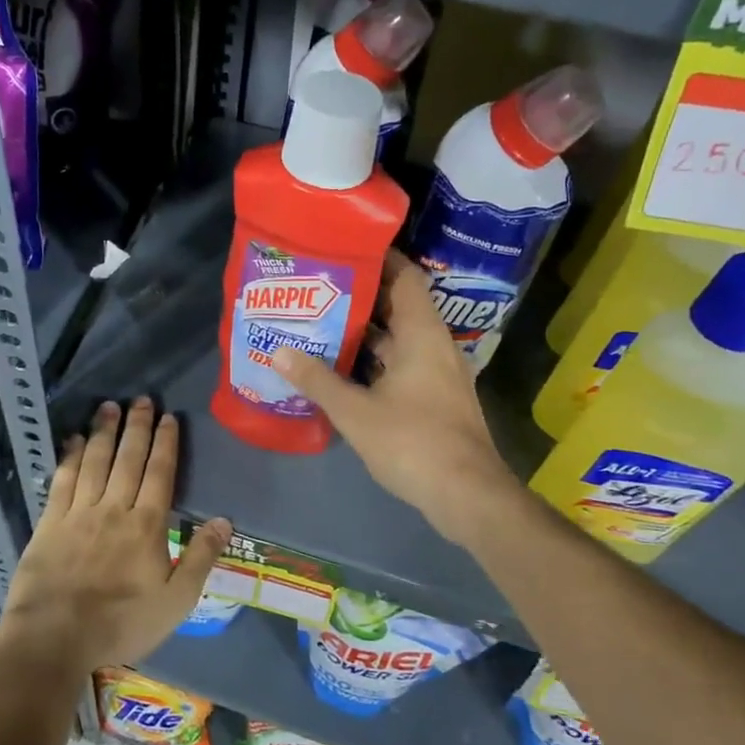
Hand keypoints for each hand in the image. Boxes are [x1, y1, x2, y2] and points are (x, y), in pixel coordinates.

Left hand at [0, 397, 231, 673]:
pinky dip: (71, 456)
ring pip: (95, 462)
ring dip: (105, 432)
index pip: (160, 473)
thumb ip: (200, 558)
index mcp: (146, 525)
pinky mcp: (49, 522)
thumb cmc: (121, 624)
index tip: (168, 417)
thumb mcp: (176, 601)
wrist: (54, 638)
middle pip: (128, 459)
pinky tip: (75, 439)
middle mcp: (113, 509)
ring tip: (110, 406)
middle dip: (137, 427)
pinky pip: (63, 480)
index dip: (165, 443)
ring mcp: (78, 513)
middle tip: (141, 399)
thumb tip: (224, 519)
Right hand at [273, 251, 518, 547]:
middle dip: (362, 297)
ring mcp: (439, 374)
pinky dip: (376, 361)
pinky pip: (403, 365)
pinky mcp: (437, 399)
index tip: (344, 250)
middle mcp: (435, 346)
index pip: (406, 277)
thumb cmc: (413, 442)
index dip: (380, 259)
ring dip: (367, 333)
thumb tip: (278, 351)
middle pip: (400, 307)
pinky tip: (344, 369)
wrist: (467, 495)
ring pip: (400, 340)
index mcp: (422, 334)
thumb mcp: (355, 411)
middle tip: (319, 288)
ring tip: (323, 323)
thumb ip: (316, 379)